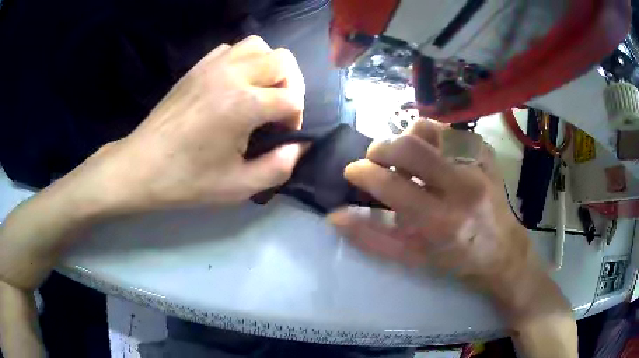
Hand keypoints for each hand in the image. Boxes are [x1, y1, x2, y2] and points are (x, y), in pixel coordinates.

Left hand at [81, 35, 305, 212]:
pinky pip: (232, 49)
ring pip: (258, 46)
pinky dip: (244, 61)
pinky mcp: (197, 67)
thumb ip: (279, 168)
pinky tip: (235, 85)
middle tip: (279, 110)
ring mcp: (212, 66)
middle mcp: (232, 74)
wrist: (141, 166)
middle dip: (291, 85)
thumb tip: (299, 147)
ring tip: (261, 92)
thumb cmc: (187, 180)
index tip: (283, 136)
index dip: (296, 118)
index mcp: (243, 104)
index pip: (292, 98)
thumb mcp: (238, 187)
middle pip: (283, 61)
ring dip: (269, 67)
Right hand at [328, 119, 568, 322]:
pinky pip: (449, 130)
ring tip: (405, 157)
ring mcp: (477, 165)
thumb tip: (335, 216)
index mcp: (440, 220)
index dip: (362, 173)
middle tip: (375, 159)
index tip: (352, 171)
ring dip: (406, 139)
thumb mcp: (411, 257)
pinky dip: (432, 137)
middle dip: (380, 148)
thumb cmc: (455, 259)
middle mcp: (461, 187)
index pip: (390, 185)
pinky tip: (432, 155)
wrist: (502, 250)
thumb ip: (372, 237)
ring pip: (428, 129)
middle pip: (408, 146)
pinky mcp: (486, 153)